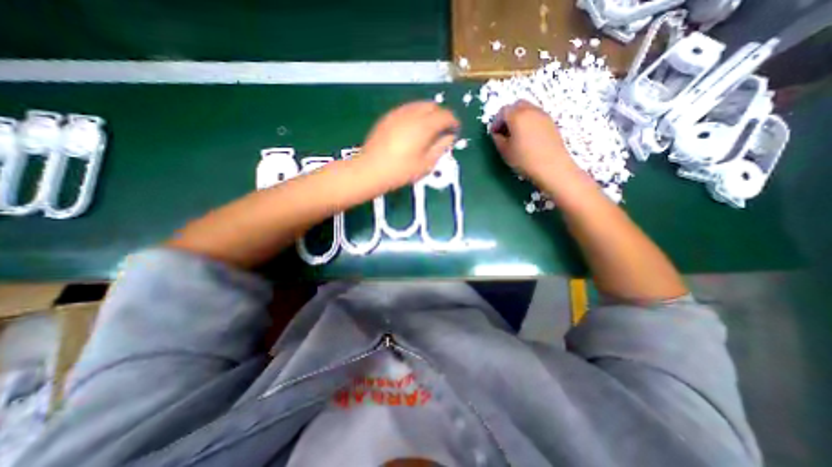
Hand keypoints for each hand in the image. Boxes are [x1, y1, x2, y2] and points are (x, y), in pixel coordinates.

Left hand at [358, 101, 461, 188]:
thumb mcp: (425, 164)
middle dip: (441, 115)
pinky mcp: (387, 117)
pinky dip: (415, 115)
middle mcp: (411, 114)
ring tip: (429, 129)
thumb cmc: (401, 171)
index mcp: (424, 126)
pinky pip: (406, 110)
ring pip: (419, 105)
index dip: (453, 121)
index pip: (445, 115)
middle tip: (443, 130)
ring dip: (428, 113)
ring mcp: (397, 114)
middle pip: (432, 106)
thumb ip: (440, 148)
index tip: (455, 129)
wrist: (371, 171)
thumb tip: (449, 137)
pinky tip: (413, 129)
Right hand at [489, 100, 576, 182]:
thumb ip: (498, 139)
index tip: (495, 134)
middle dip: (508, 116)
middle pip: (517, 105)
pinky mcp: (551, 122)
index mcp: (517, 116)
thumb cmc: (524, 159)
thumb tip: (497, 134)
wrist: (552, 166)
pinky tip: (528, 138)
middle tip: (505, 131)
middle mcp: (531, 111)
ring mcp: (543, 115)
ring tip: (517, 135)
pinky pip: (536, 117)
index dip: (496, 122)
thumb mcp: (505, 151)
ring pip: (528, 110)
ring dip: (519, 118)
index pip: (503, 111)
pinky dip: (529, 122)